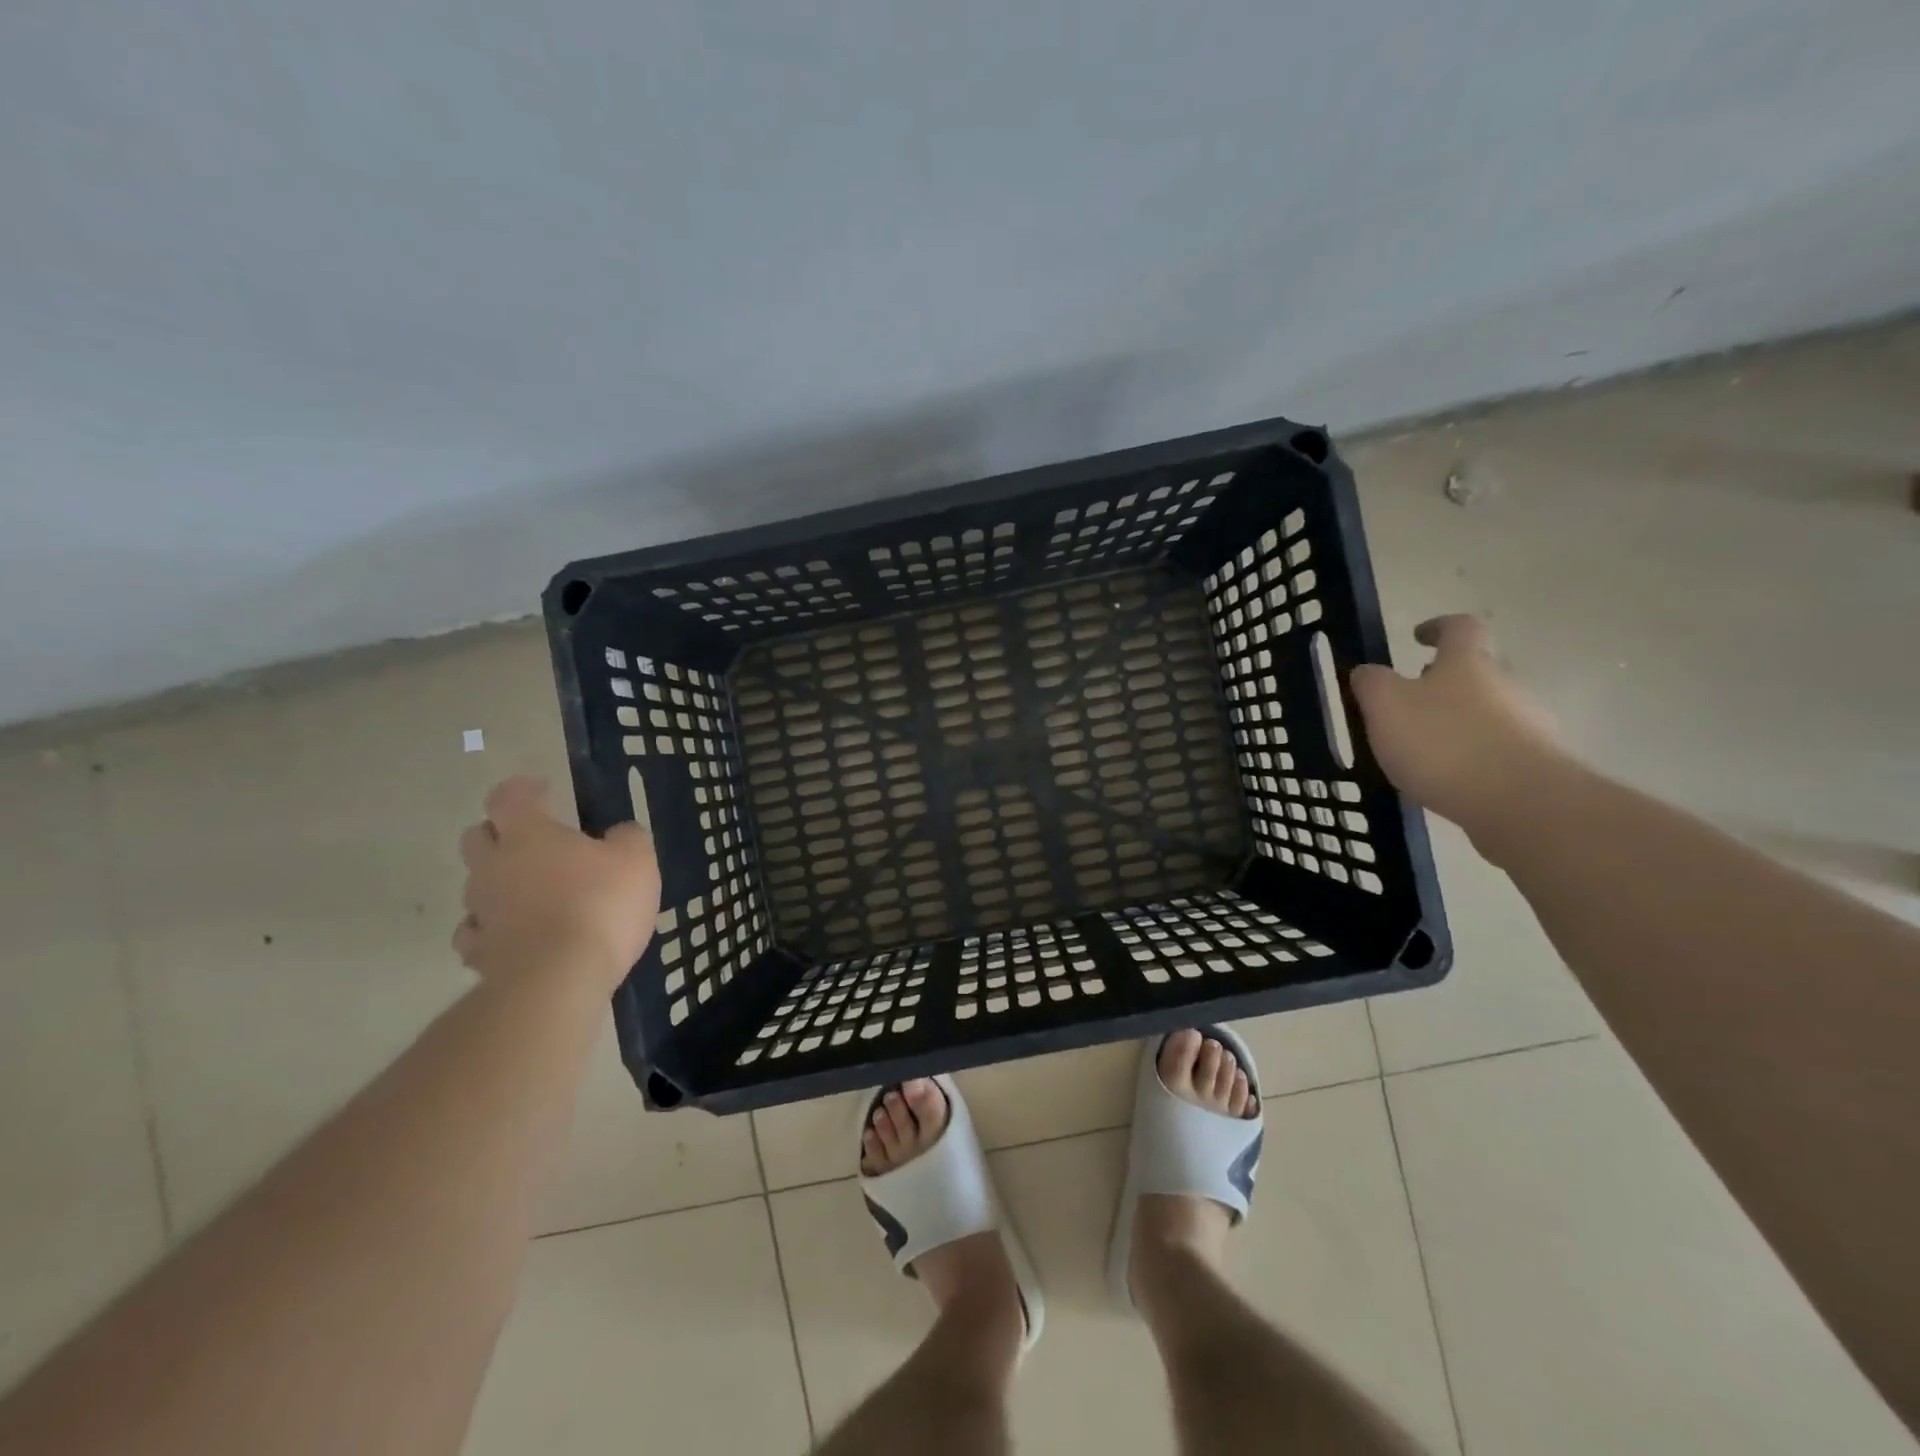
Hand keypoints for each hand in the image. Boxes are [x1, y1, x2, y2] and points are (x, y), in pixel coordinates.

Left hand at [453, 777, 660, 991]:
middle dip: (499, 833)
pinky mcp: (479, 954)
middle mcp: (493, 866)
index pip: (509, 797)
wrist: (558, 979)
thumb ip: (627, 838)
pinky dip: (494, 929)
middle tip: (533, 841)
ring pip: (476, 886)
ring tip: (532, 895)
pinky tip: (517, 936)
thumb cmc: (600, 904)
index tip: (542, 790)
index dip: (523, 789)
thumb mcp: (636, 860)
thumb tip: (617, 834)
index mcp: (528, 834)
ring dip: (498, 883)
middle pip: (477, 837)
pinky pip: (477, 933)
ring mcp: (480, 911)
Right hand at [1348, 615, 1569, 844]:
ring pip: (1488, 711)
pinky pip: (1497, 749)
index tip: (1417, 636)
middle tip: (1410, 702)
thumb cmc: (1442, 742)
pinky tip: (1448, 779)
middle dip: (1445, 682)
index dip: (1438, 626)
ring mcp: (1528, 725)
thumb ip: (1371, 684)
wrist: (1518, 802)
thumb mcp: (1385, 706)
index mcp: (1467, 663)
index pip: (1460, 627)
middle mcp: (1505, 685)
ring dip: (1458, 721)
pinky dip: (1471, 756)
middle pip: (1476, 671)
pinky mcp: (1536, 764)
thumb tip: (1367, 672)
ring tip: (1422, 749)